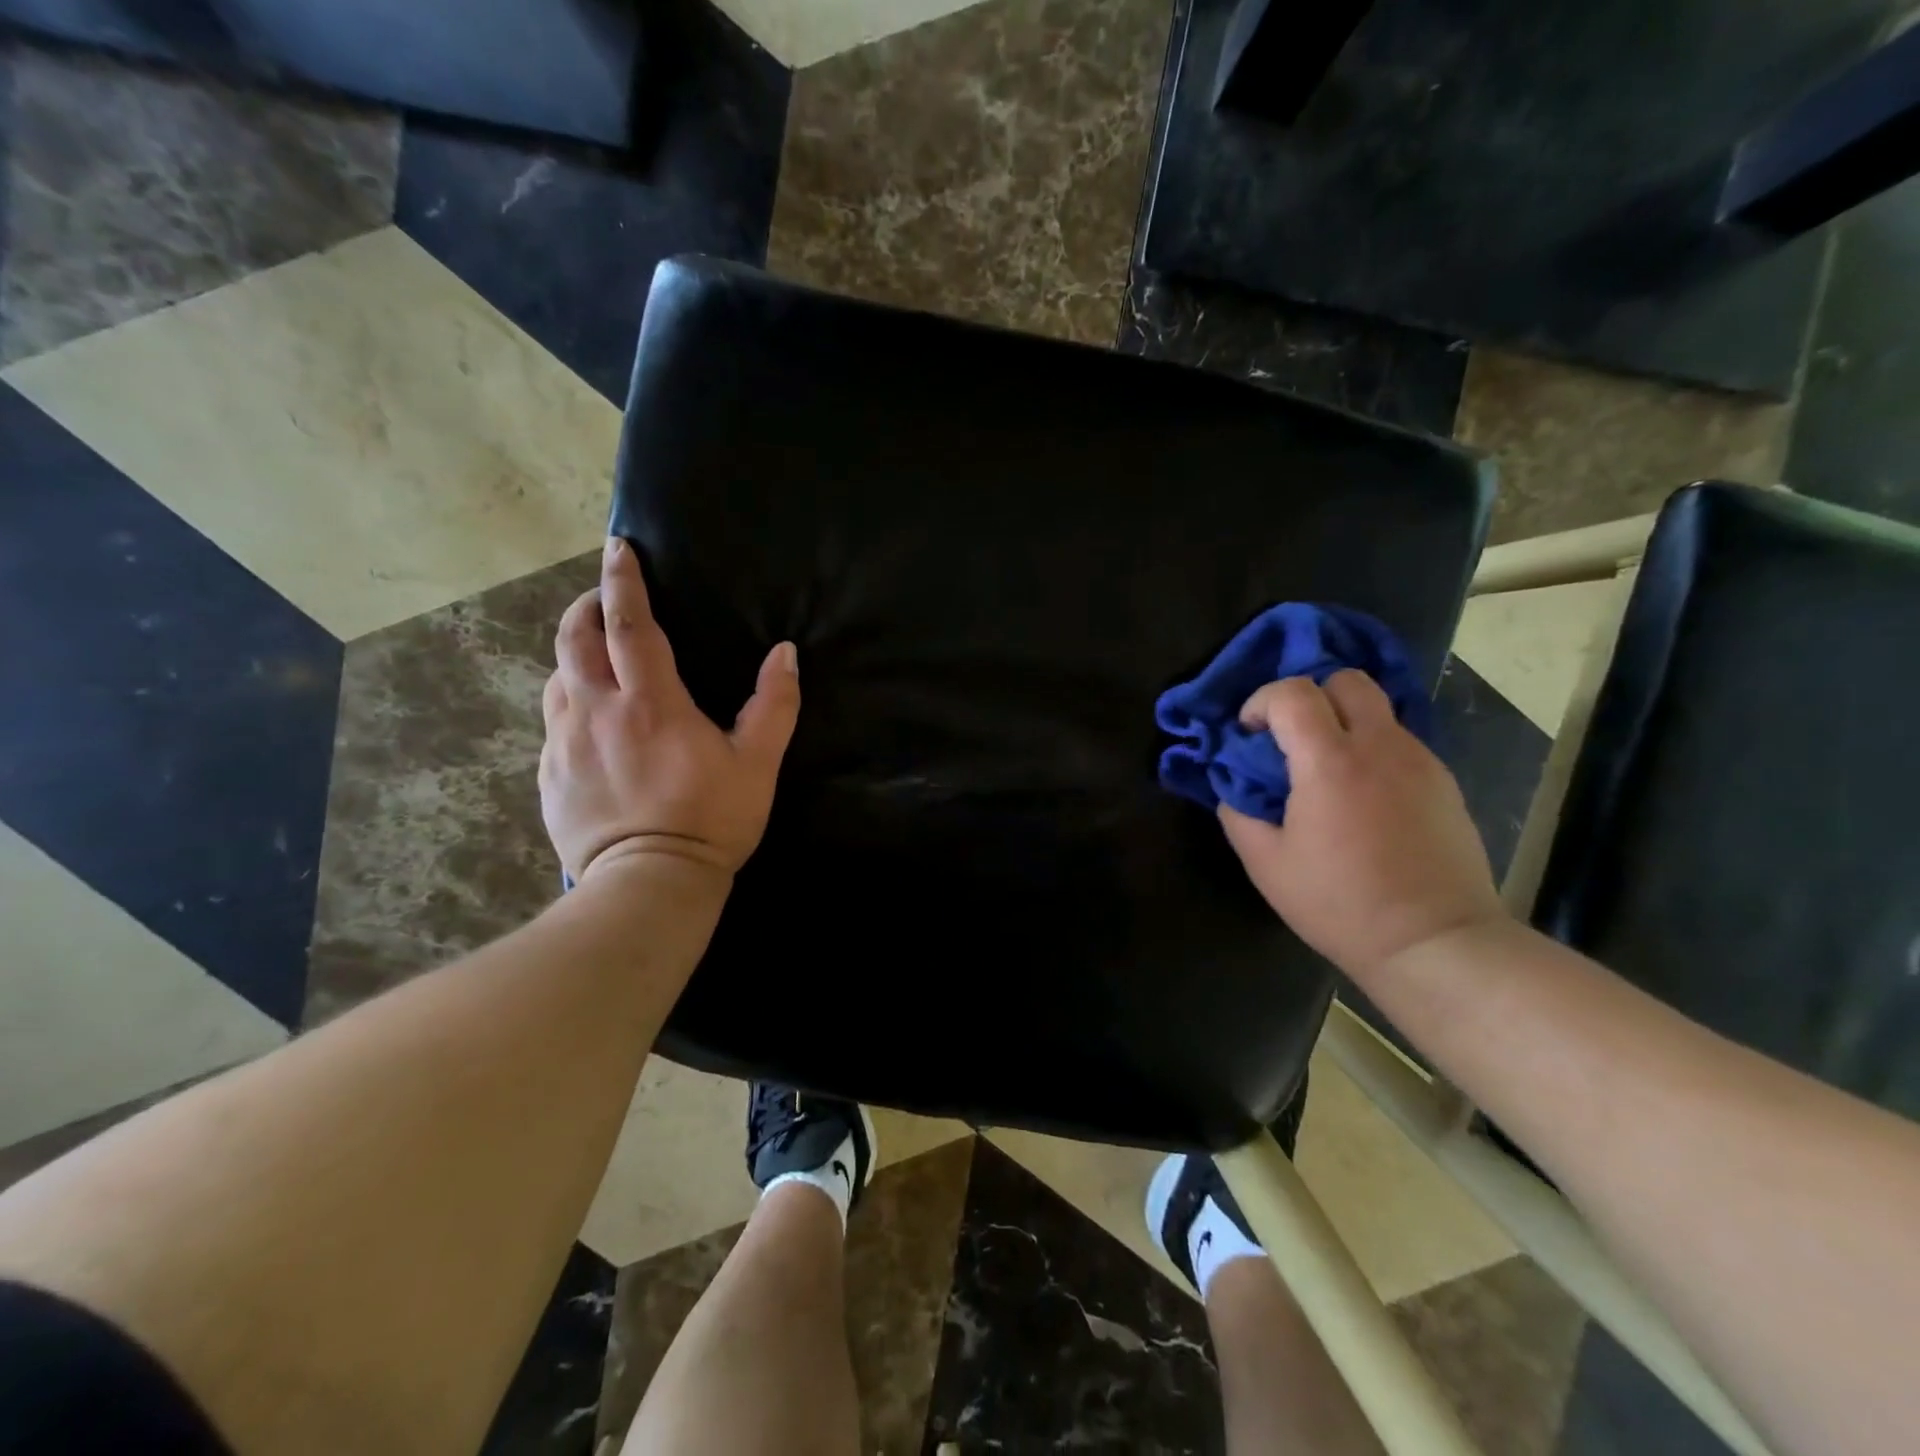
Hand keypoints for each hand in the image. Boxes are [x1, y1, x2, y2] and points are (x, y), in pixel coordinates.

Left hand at [540, 537, 800, 881]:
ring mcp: (565, 743)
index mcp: (650, 702)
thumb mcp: (757, 764)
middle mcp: (597, 710)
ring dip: (575, 654)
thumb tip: (784, 653)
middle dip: (587, 606)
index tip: (617, 548)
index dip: (623, 581)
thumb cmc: (710, 820)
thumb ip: (774, 705)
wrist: (648, 883)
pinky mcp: (550, 774)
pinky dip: (569, 701)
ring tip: (597, 659)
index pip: (628, 624)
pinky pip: (553, 721)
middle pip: (575, 638)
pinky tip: (590, 720)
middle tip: (606, 600)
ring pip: (557, 677)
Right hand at [1219, 670, 1506, 975]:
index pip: (1293, 692)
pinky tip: (1364, 798)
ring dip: (1343, 724)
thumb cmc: (1340, 903)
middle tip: (1292, 740)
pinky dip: (1372, 751)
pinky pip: (1399, 743)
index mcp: (1330, 762)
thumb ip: (1238, 812)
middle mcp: (1380, 746)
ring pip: (1377, 709)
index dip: (1261, 702)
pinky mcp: (1443, 782)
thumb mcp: (1266, 864)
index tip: (1250, 735)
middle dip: (1310, 696)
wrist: (1435, 942)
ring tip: (1328, 773)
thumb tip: (1234, 785)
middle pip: (1346, 679)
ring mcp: (1420, 760)